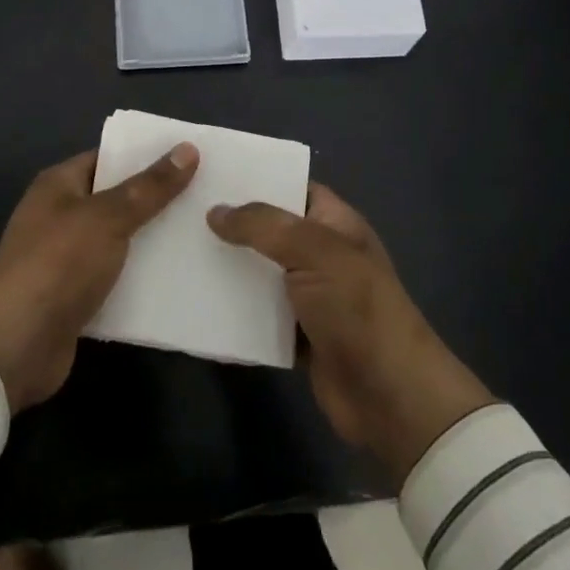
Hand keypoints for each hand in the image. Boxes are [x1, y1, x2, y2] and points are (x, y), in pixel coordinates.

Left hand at [0, 144, 197, 411]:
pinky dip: (141, 276)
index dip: (146, 155)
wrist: (15, 346)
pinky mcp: (76, 296)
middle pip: (116, 199)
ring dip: (152, 239)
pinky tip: (179, 275)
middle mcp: (60, 215)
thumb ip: (149, 187)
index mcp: (59, 185)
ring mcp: (66, 258)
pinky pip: (116, 276)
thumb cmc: (58, 264)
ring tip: (202, 231)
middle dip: (156, 198)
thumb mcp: (108, 217)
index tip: (189, 156)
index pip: (108, 158)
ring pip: (119, 240)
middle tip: (205, 193)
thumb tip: (188, 149)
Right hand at [208, 184, 495, 483]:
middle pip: (271, 231)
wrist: (389, 396)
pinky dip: (234, 311)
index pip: (294, 187)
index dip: (258, 179)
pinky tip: (197, 300)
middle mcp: (322, 254)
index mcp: (336, 224)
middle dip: (234, 224)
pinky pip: (258, 315)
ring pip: (261, 273)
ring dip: (229, 268)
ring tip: (180, 251)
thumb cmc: (357, 308)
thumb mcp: (314, 250)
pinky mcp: (297, 336)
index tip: (213, 173)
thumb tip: (216, 211)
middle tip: (183, 211)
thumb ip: (263, 226)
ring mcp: (310, 297)